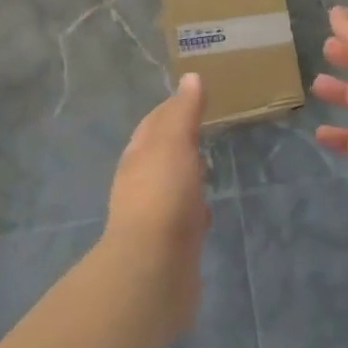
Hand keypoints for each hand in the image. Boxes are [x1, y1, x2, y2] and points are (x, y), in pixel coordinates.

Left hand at [104, 74, 208, 334]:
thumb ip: (183, 112)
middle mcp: (140, 183)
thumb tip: (190, 78)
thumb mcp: (173, 144)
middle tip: (206, 127)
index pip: (154, 122)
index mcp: (138, 156)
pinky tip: (207, 210)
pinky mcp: (170, 244)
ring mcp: (154, 215)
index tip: (195, 94)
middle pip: (159, 153)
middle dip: (179, 140)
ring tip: (209, 164)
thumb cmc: (162, 196)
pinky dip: (194, 207)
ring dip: (186, 174)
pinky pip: (183, 217)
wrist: (153, 269)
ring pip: (172, 185)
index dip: (172, 107)